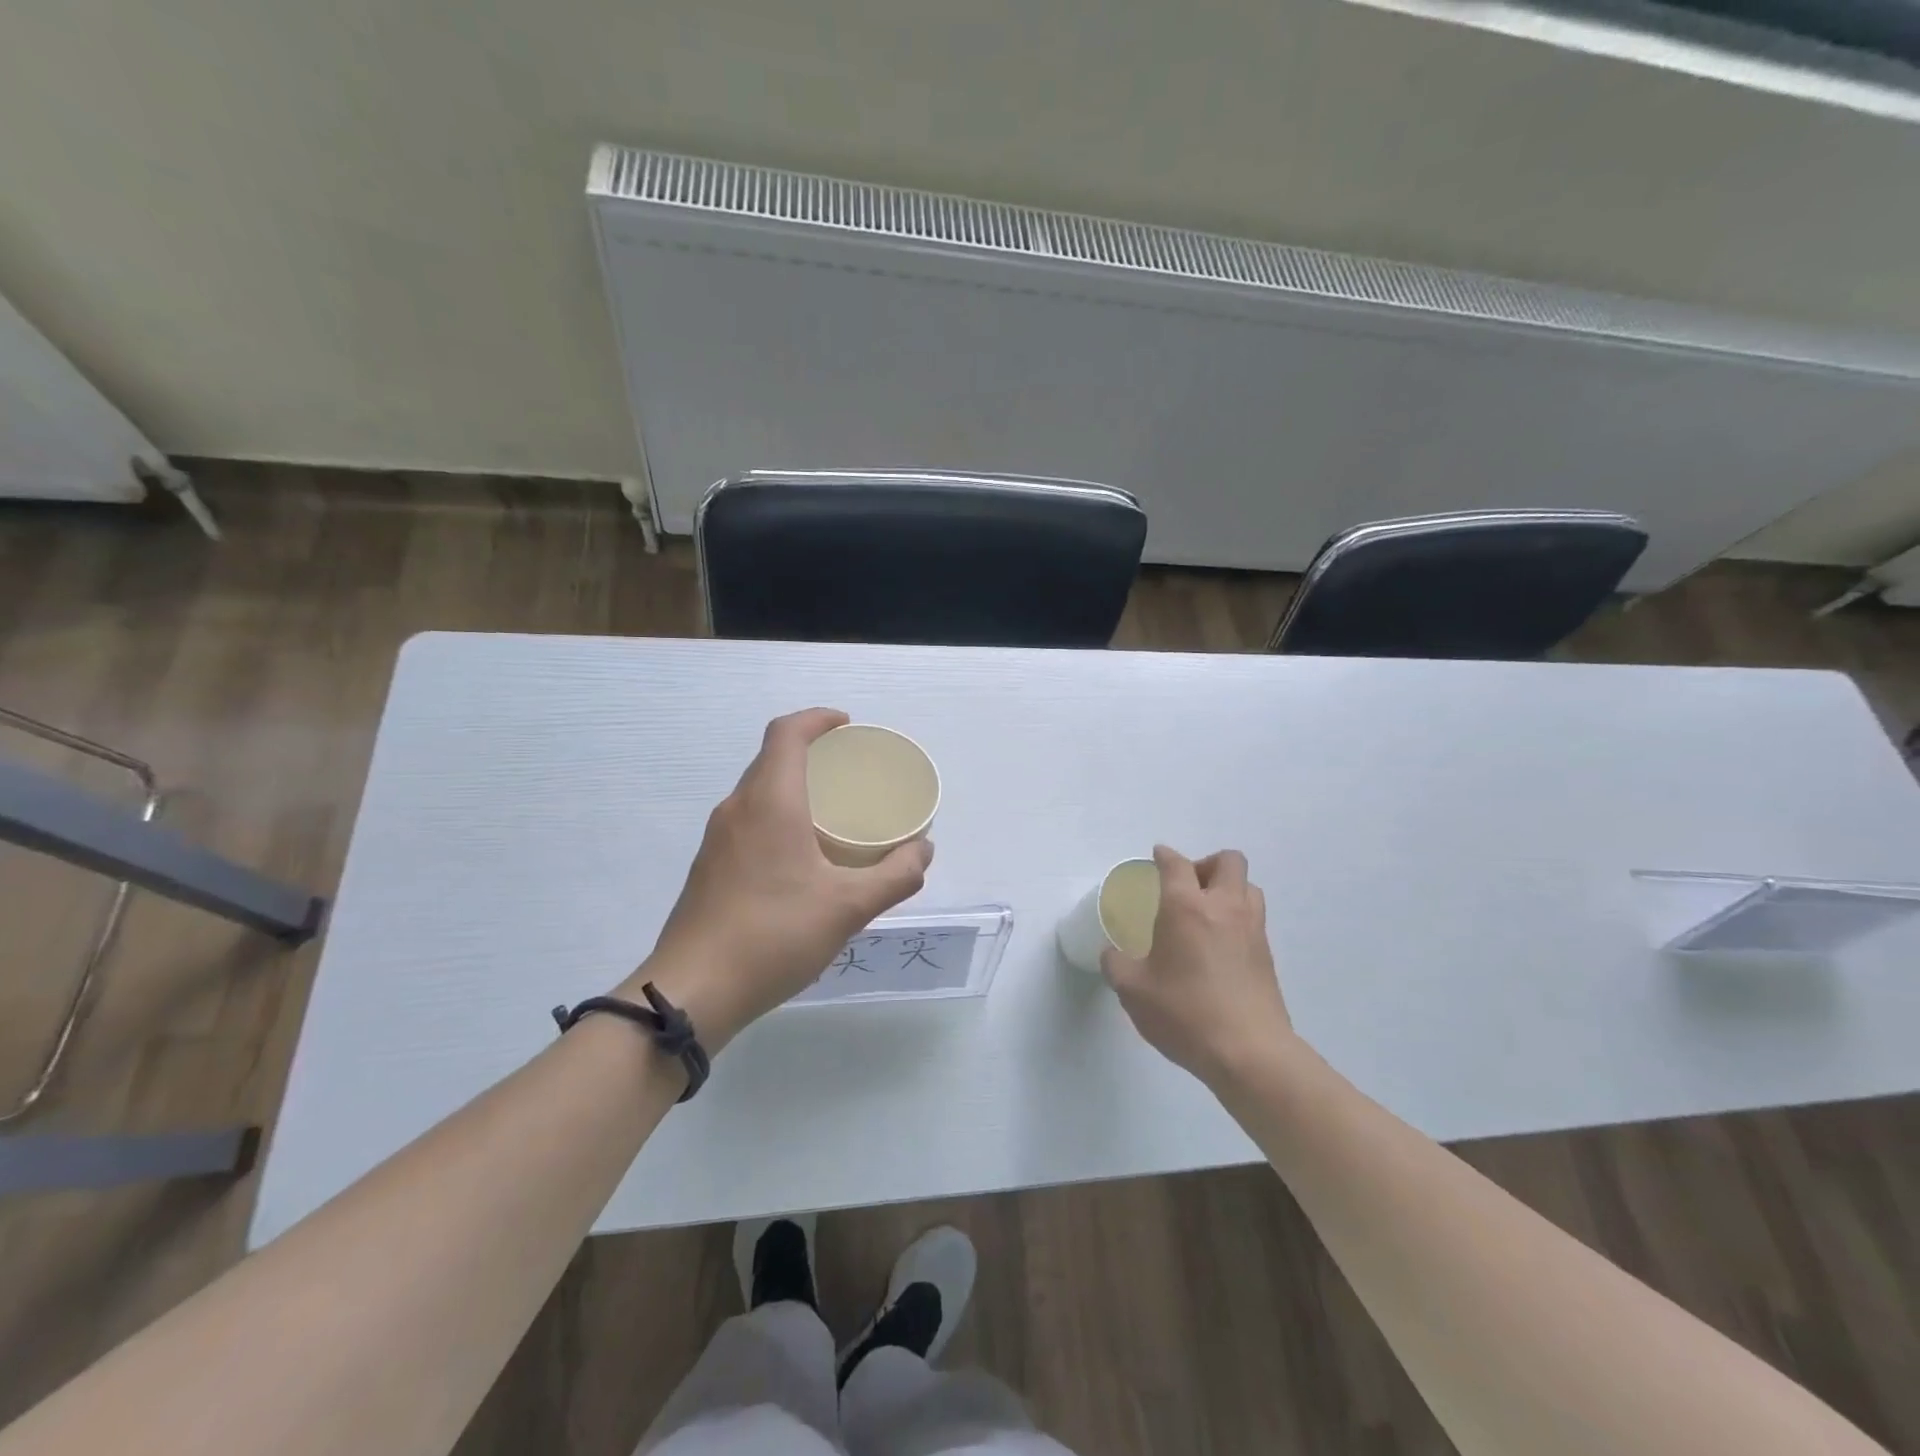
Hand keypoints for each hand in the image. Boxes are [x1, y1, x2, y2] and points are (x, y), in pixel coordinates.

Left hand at [630, 708, 932, 1047]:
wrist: (693, 991)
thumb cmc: (774, 935)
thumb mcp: (849, 907)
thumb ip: (895, 875)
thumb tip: (924, 850)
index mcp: (769, 801)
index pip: (787, 733)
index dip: (817, 719)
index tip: (848, 727)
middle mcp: (737, 809)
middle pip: (771, 759)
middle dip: (811, 753)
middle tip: (850, 773)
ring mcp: (717, 839)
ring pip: (758, 792)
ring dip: (793, 788)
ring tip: (832, 814)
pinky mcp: (709, 867)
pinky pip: (748, 822)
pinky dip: (777, 818)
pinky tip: (800, 858)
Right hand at [1101, 845, 1294, 1083]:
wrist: (1250, 1053)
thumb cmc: (1185, 1013)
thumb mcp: (1133, 991)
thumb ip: (1116, 964)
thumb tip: (1113, 954)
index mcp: (1186, 907)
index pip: (1177, 864)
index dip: (1164, 856)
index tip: (1156, 858)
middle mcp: (1224, 908)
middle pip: (1227, 861)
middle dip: (1205, 864)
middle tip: (1186, 887)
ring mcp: (1252, 930)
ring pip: (1248, 887)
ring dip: (1228, 888)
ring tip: (1206, 913)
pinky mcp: (1268, 956)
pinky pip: (1254, 918)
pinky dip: (1238, 918)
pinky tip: (1219, 945)